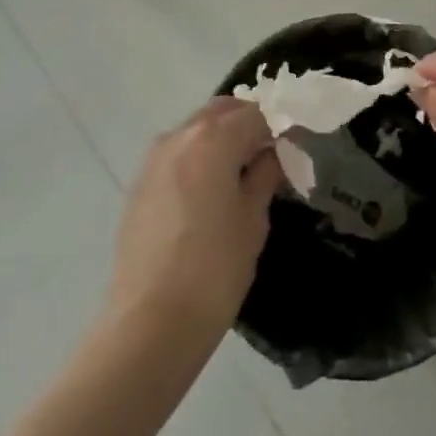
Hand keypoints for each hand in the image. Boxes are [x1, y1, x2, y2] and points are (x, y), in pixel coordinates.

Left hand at [109, 98, 283, 337]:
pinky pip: (179, 153)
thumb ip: (265, 174)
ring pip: (198, 129)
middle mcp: (180, 136)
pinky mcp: (140, 183)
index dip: (280, 128)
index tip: (295, 151)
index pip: (257, 113)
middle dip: (249, 124)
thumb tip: (274, 153)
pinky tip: (211, 193)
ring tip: (243, 175)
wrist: (149, 324)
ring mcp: (154, 158)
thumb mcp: (253, 219)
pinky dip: (200, 157)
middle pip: (223, 111)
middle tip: (271, 157)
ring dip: (223, 139)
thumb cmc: (214, 269)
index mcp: (213, 138)